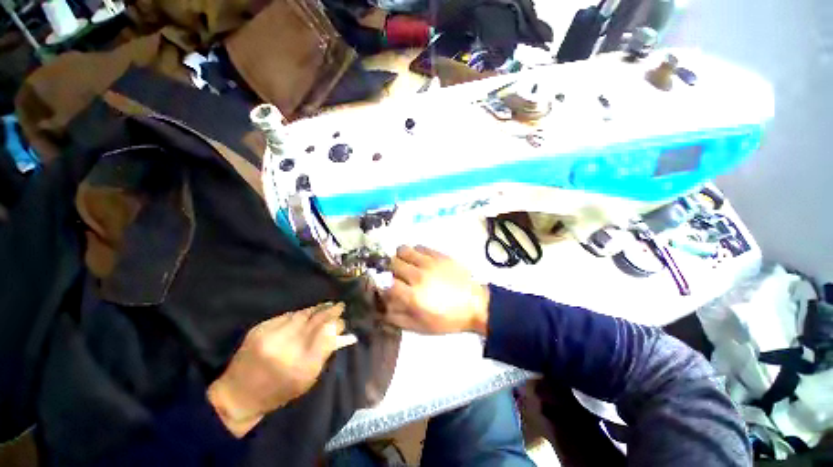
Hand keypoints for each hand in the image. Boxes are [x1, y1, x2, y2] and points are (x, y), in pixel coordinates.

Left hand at [207, 303, 356, 437]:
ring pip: (302, 314)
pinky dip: (299, 314)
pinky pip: (287, 315)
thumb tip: (335, 330)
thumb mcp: (307, 380)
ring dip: (316, 309)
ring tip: (326, 306)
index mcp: (301, 367)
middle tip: (340, 306)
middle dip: (330, 311)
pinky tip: (305, 314)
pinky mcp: (259, 329)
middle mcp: (286, 348)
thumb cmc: (278, 391)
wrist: (238, 394)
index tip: (342, 320)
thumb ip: (323, 354)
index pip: (326, 335)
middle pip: (316, 321)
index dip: (336, 324)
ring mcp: (271, 336)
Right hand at [384, 246, 489, 335]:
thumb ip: (397, 318)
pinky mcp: (439, 255)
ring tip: (406, 265)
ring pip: (403, 250)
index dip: (384, 288)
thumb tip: (381, 308)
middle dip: (390, 271)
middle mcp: (418, 276)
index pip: (387, 284)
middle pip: (392, 264)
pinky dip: (415, 252)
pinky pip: (419, 246)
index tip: (388, 290)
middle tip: (397, 277)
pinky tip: (419, 260)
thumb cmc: (447, 319)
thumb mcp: (420, 327)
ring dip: (400, 257)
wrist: (475, 304)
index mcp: (413, 296)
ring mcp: (429, 262)